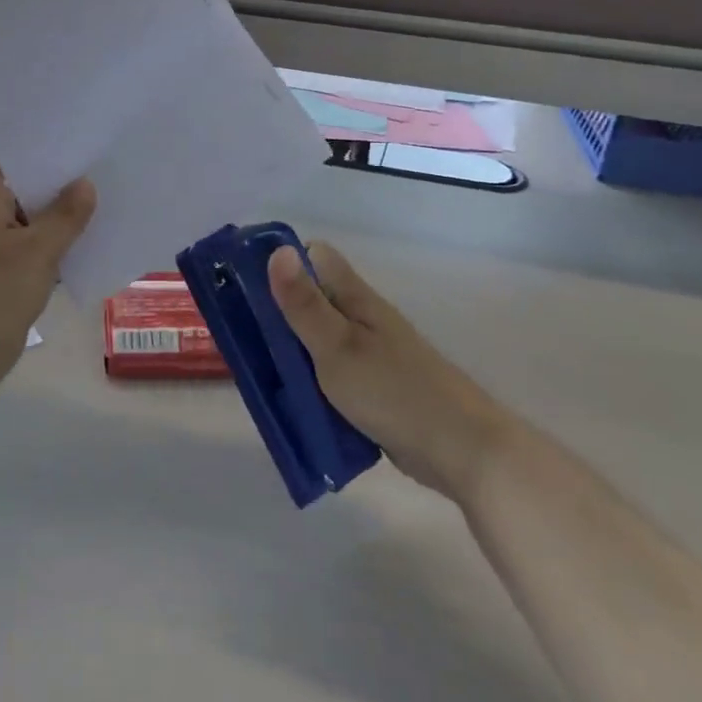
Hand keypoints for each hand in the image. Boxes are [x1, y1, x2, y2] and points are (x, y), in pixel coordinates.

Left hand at [0, 133, 94, 403]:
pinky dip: (55, 230)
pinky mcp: (1, 266)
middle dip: (52, 159)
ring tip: (102, 176)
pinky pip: (32, 236)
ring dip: (57, 198)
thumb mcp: (36, 252)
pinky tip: (90, 226)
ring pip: (27, 205)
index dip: (18, 120)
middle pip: (14, 170)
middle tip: (95, 140)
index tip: (58, 108)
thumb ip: (65, 216)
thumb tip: (86, 185)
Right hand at [268, 241, 507, 502]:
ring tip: (254, 368)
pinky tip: (290, 399)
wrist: (462, 451)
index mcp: (354, 299)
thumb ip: (304, 303)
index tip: (243, 281)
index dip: (280, 261)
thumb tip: (277, 250)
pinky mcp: (373, 387)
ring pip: (317, 338)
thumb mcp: (337, 346)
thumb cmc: (394, 391)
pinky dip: (309, 381)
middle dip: (275, 311)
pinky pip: (329, 373)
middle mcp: (361, 318)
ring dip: (289, 350)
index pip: (314, 257)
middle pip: (310, 298)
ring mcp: (369, 354)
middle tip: (239, 333)